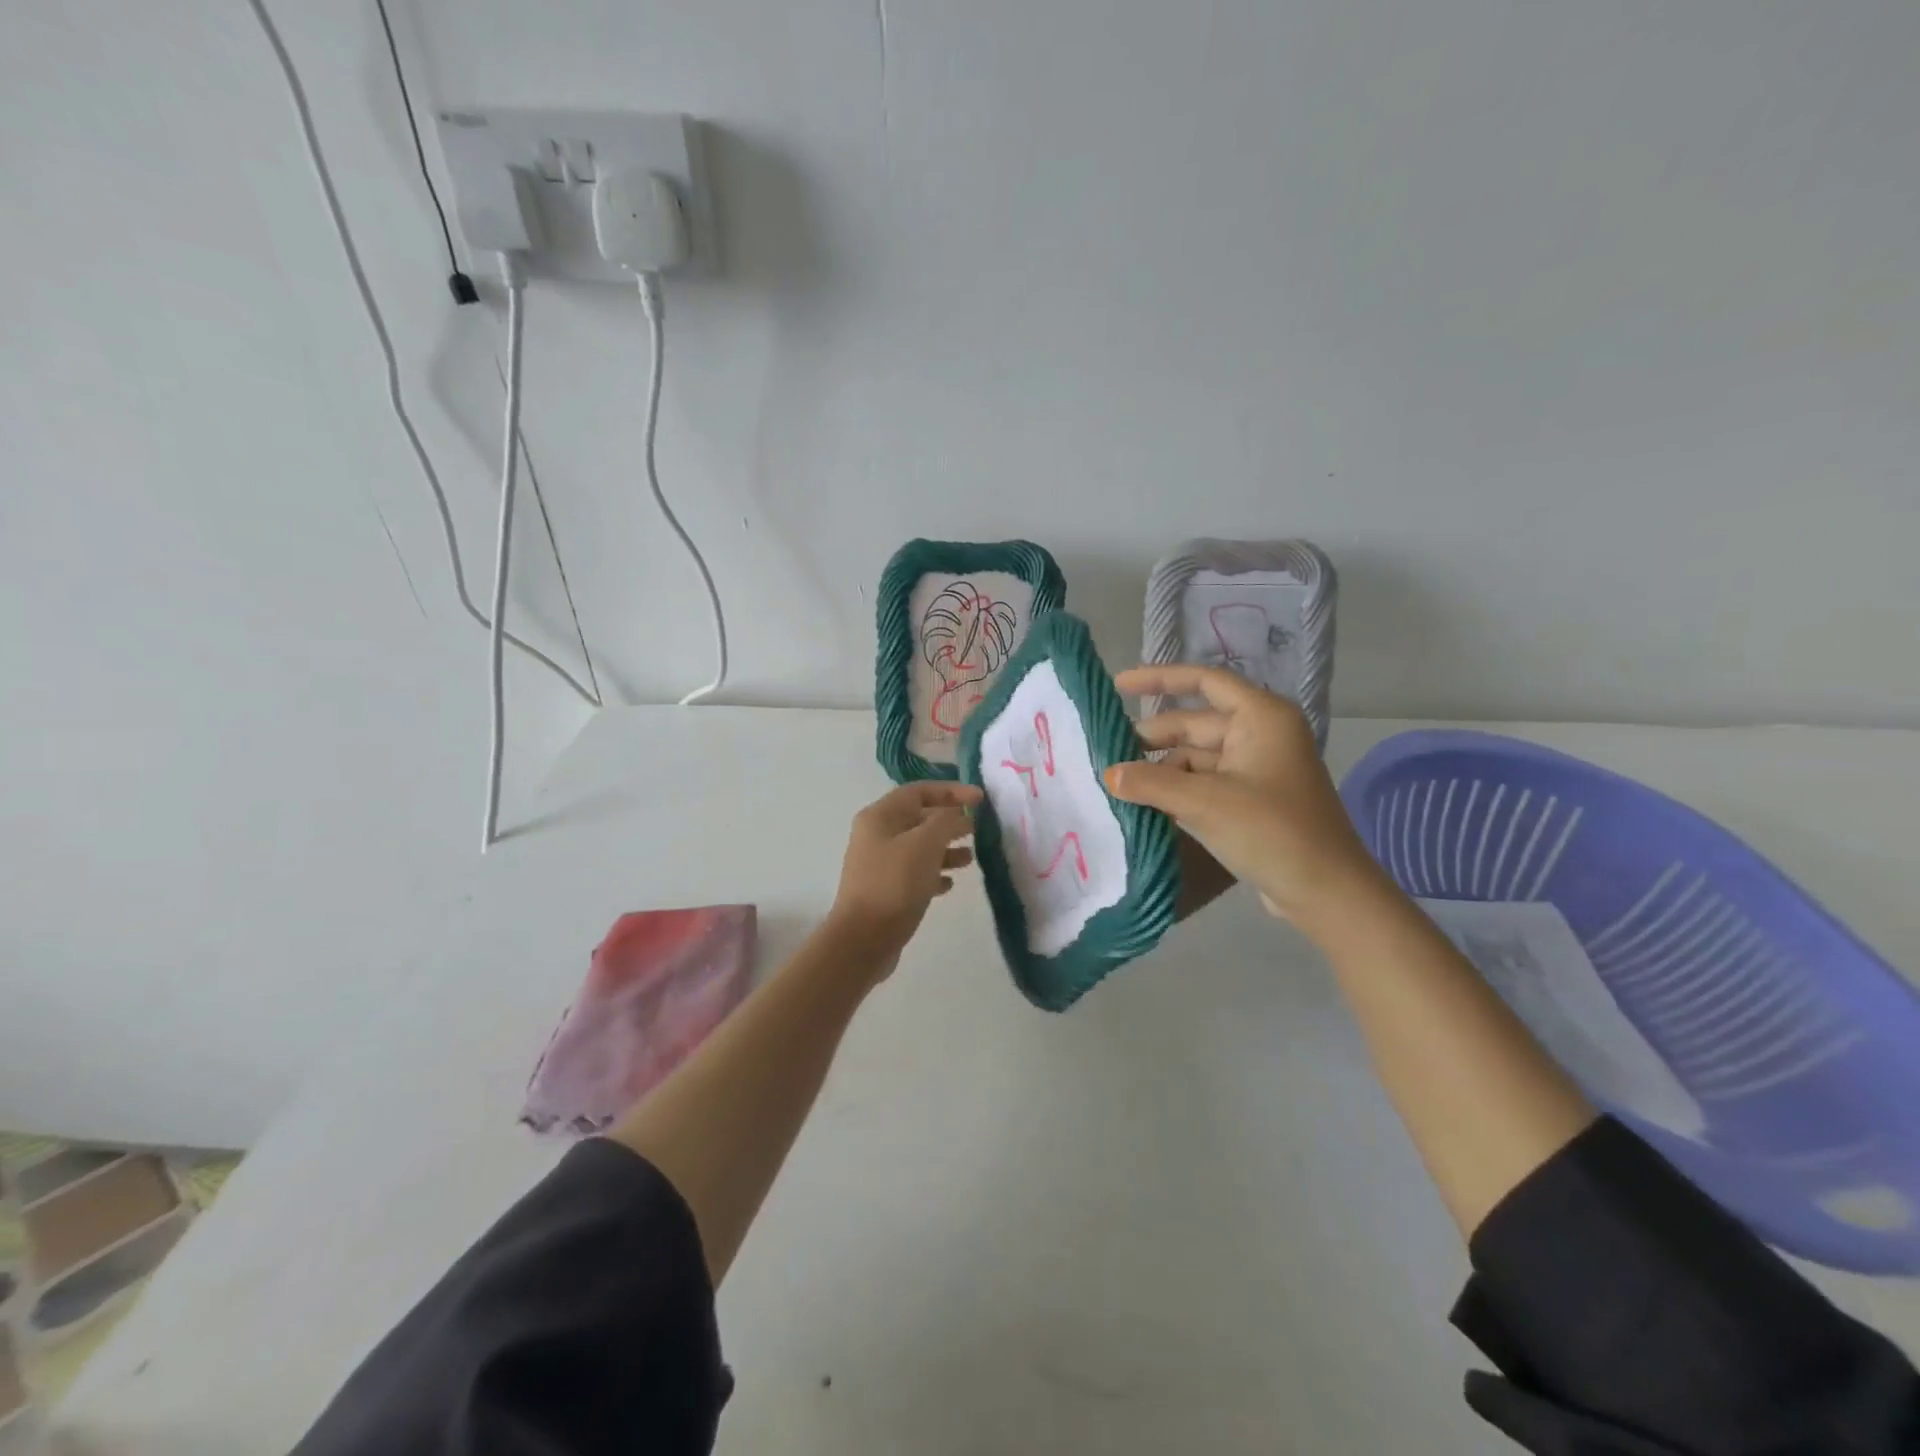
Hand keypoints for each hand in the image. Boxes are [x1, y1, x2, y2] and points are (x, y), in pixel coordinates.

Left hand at [828, 781, 981, 967]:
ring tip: (971, 858)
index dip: (951, 791)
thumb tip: (958, 814)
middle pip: (919, 818)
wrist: (863, 939)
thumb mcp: (925, 844)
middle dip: (950, 821)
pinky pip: (915, 874)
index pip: (919, 791)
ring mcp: (880, 864)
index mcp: (880, 816)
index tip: (980, 800)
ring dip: (946, 849)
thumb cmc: (894, 883)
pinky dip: (935, 874)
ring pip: (919, 847)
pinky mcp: (886, 891)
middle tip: (978, 828)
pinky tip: (950, 884)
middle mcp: (877, 835)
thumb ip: (946, 822)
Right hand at [1104, 665, 1383, 937]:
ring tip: (1118, 784)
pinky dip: (1177, 790)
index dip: (1160, 679)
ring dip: (1162, 770)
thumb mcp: (1206, 804)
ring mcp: (1257, 770)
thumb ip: (1152, 784)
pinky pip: (1206, 783)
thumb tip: (1108, 774)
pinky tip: (1145, 804)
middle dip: (1153, 738)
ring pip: (1197, 758)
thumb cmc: (1272, 832)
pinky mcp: (1253, 801)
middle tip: (1106, 752)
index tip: (1118, 685)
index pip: (1204, 682)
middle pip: (1195, 724)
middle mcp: (1261, 735)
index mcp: (1261, 718)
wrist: (1327, 894)